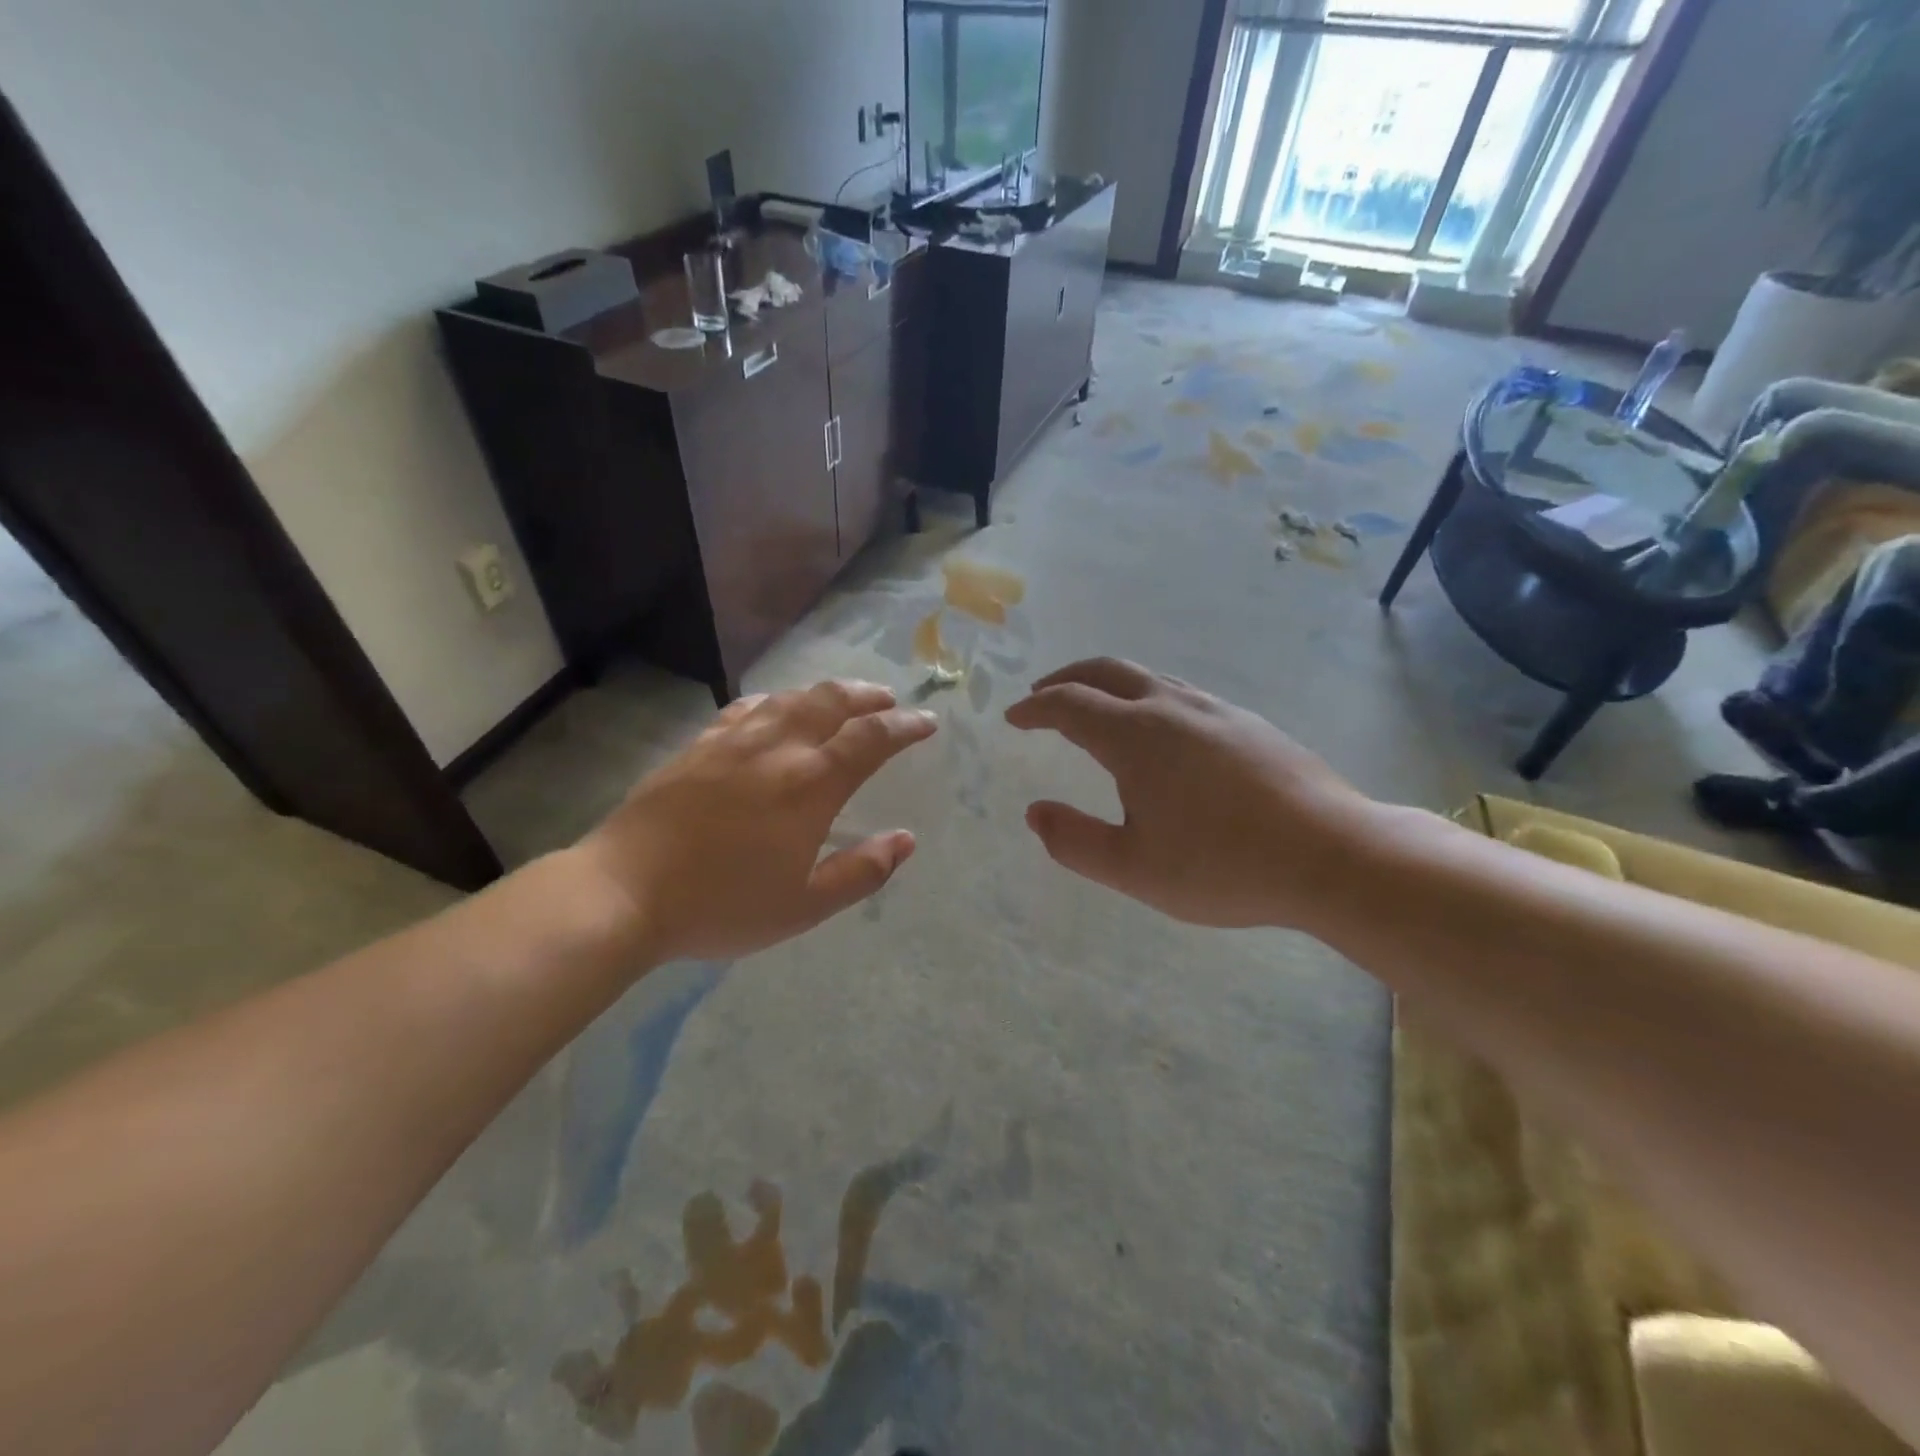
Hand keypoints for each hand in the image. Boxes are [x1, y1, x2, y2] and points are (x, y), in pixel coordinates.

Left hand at [575, 681, 938, 963]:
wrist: (624, 892)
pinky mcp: (698, 747)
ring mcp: (733, 742)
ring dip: (826, 693)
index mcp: (810, 785)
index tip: (927, 722)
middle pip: (832, 702)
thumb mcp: (803, 906)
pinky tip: (774, 709)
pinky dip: (775, 702)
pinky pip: (746, 709)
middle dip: (868, 696)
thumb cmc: (721, 905)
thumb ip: (861, 872)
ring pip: (790, 699)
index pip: (870, 740)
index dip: (905, 727)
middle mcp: (777, 749)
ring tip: (842, 699)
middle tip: (889, 700)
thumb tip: (905, 841)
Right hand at [1004, 658, 1373, 929]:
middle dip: (1066, 679)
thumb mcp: (1133, 868)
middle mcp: (1171, 707)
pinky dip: (1146, 697)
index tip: (1014, 717)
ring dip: (1108, 684)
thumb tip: (1035, 813)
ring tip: (1094, 707)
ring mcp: (1215, 710)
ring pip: (1147, 677)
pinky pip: (1180, 693)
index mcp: (1135, 736)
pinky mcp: (1247, 723)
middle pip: (1106, 671)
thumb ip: (1074, 841)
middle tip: (1043, 695)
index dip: (1035, 708)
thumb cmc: (1223, 865)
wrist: (1332, 854)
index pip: (1069, 705)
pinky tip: (1157, 730)